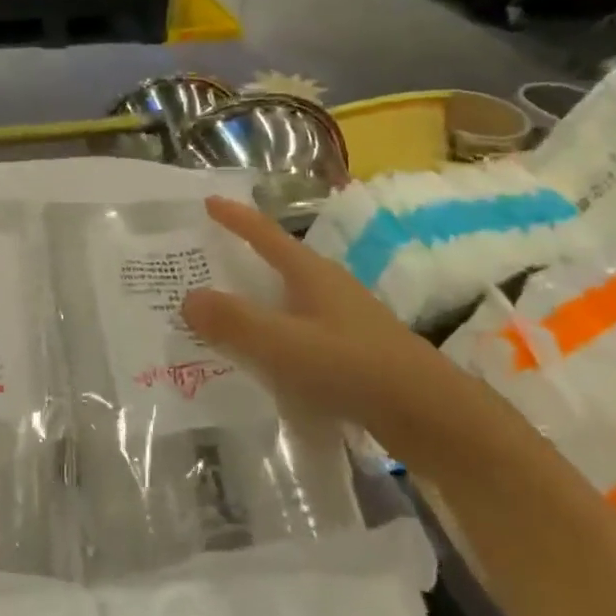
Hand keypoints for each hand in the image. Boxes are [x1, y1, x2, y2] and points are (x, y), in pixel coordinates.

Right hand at [182, 195, 430, 421]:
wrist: (428, 413)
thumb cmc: (351, 367)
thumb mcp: (283, 344)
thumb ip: (234, 322)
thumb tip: (187, 298)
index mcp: (311, 274)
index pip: (265, 235)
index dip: (236, 218)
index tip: (208, 201)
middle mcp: (327, 287)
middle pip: (276, 264)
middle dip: (239, 260)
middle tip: (201, 263)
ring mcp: (342, 318)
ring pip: (286, 300)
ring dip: (255, 301)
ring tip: (220, 313)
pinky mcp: (351, 349)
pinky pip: (298, 330)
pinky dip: (272, 333)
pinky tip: (260, 357)